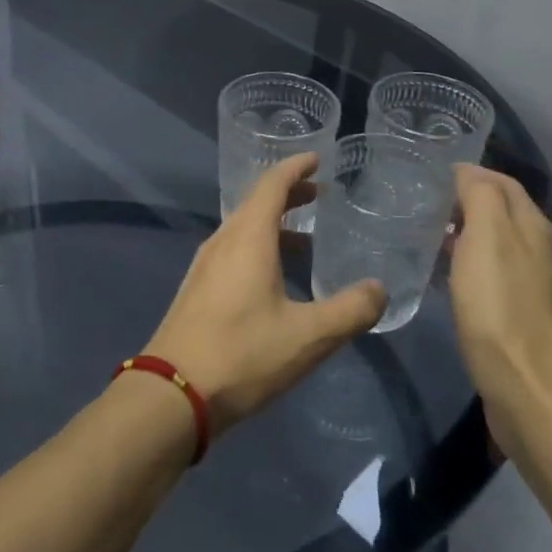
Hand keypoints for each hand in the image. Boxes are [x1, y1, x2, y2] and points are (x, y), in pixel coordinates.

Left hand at [144, 154, 385, 437]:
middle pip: (255, 203)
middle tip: (320, 195)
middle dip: (288, 195)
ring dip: (273, 225)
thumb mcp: (309, 336)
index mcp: (247, 238)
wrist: (172, 393)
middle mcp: (222, 242)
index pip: (271, 184)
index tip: (317, 158)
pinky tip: (275, 279)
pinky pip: (233, 252)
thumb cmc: (242, 354)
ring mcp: (204, 266)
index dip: (295, 167)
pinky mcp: (197, 290)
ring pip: (242, 230)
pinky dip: (259, 247)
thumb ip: (350, 310)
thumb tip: (379, 289)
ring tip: (306, 239)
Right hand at [448, 165, 551, 455]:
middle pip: (501, 212)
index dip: (465, 174)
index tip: (424, 178)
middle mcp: (541, 250)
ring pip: (497, 246)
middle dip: (463, 203)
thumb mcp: (487, 239)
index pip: (499, 182)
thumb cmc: (502, 311)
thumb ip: (480, 196)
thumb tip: (466, 172)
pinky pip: (494, 278)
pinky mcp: (525, 319)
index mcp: (533, 226)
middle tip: (418, 207)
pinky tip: (447, 282)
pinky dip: (470, 269)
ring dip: (465, 237)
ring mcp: (537, 287)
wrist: (535, 394)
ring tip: (424, 240)